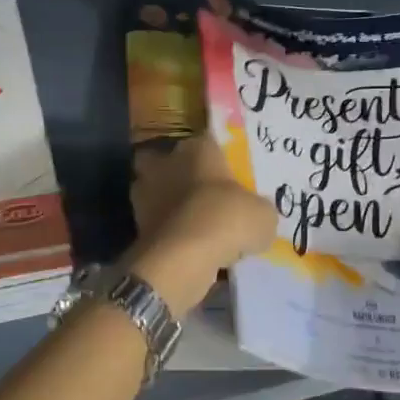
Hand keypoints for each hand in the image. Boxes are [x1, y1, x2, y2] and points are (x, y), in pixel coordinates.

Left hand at [128, 139, 277, 316]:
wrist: (183, 257)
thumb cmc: (226, 219)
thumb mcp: (263, 214)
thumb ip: (258, 208)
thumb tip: (255, 214)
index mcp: (197, 148)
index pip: (208, 142)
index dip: (218, 158)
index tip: (229, 175)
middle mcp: (166, 162)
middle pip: (168, 161)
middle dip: (178, 174)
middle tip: (202, 195)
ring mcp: (144, 193)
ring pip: (155, 192)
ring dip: (167, 204)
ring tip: (192, 225)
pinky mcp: (136, 223)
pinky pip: (154, 223)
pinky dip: (165, 231)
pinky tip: (184, 247)